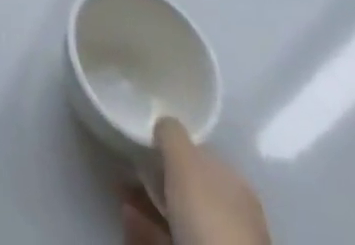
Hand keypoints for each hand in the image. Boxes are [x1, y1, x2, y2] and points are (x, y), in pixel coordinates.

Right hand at [119, 118, 269, 244]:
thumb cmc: (208, 213)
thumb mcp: (185, 159)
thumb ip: (172, 133)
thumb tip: (162, 121)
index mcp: (234, 182)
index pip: (201, 154)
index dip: (172, 145)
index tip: (144, 141)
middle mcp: (231, 211)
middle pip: (188, 185)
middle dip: (157, 176)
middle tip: (128, 167)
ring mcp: (218, 239)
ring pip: (176, 212)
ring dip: (147, 200)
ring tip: (120, 190)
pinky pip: (167, 234)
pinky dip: (146, 224)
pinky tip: (126, 215)